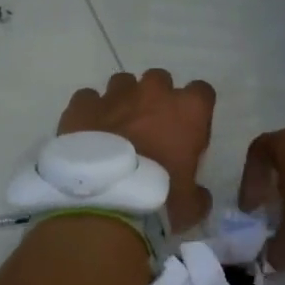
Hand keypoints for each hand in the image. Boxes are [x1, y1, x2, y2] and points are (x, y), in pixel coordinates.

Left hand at [59, 70, 216, 231]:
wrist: (105, 204)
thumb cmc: (159, 200)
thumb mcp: (191, 204)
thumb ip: (198, 192)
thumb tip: (197, 194)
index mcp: (189, 110)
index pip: (202, 93)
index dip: (195, 112)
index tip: (188, 132)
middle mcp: (153, 93)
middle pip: (160, 80)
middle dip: (157, 100)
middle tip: (151, 129)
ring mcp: (115, 95)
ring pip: (123, 83)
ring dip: (124, 101)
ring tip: (117, 129)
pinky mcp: (82, 105)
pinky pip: (88, 99)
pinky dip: (90, 112)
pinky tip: (88, 133)